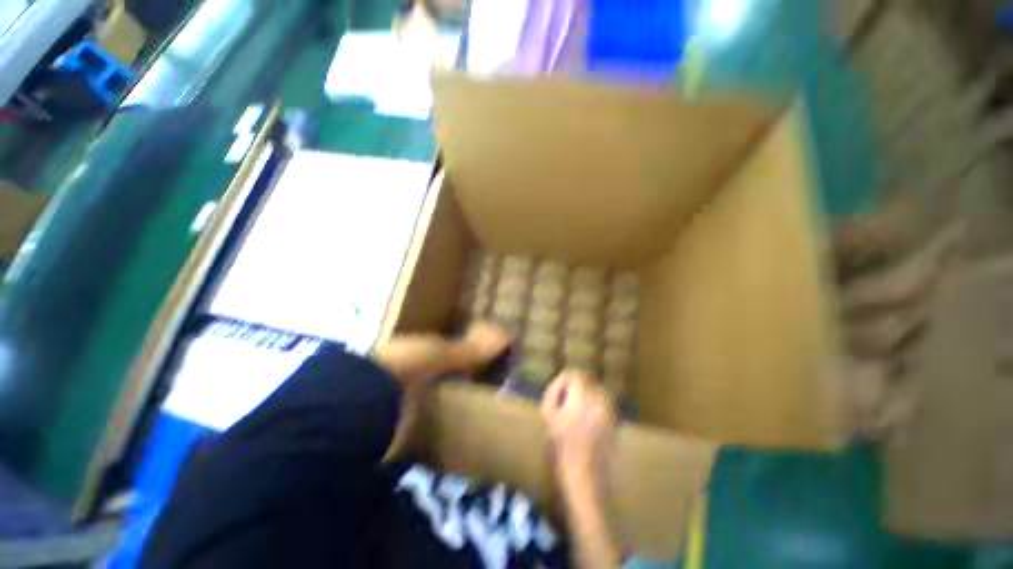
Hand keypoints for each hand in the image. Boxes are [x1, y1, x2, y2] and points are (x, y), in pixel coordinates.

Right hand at [541, 372, 616, 478]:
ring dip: (587, 395)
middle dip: (576, 388)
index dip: (564, 380)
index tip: (559, 391)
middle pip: (586, 381)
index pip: (575, 375)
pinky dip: (596, 405)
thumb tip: (559, 383)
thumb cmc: (562, 444)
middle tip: (566, 401)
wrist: (584, 471)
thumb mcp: (548, 416)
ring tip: (578, 409)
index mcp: (581, 398)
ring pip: (597, 391)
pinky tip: (588, 418)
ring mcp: (609, 410)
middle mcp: (598, 400)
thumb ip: (552, 394)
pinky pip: (604, 403)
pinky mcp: (615, 420)